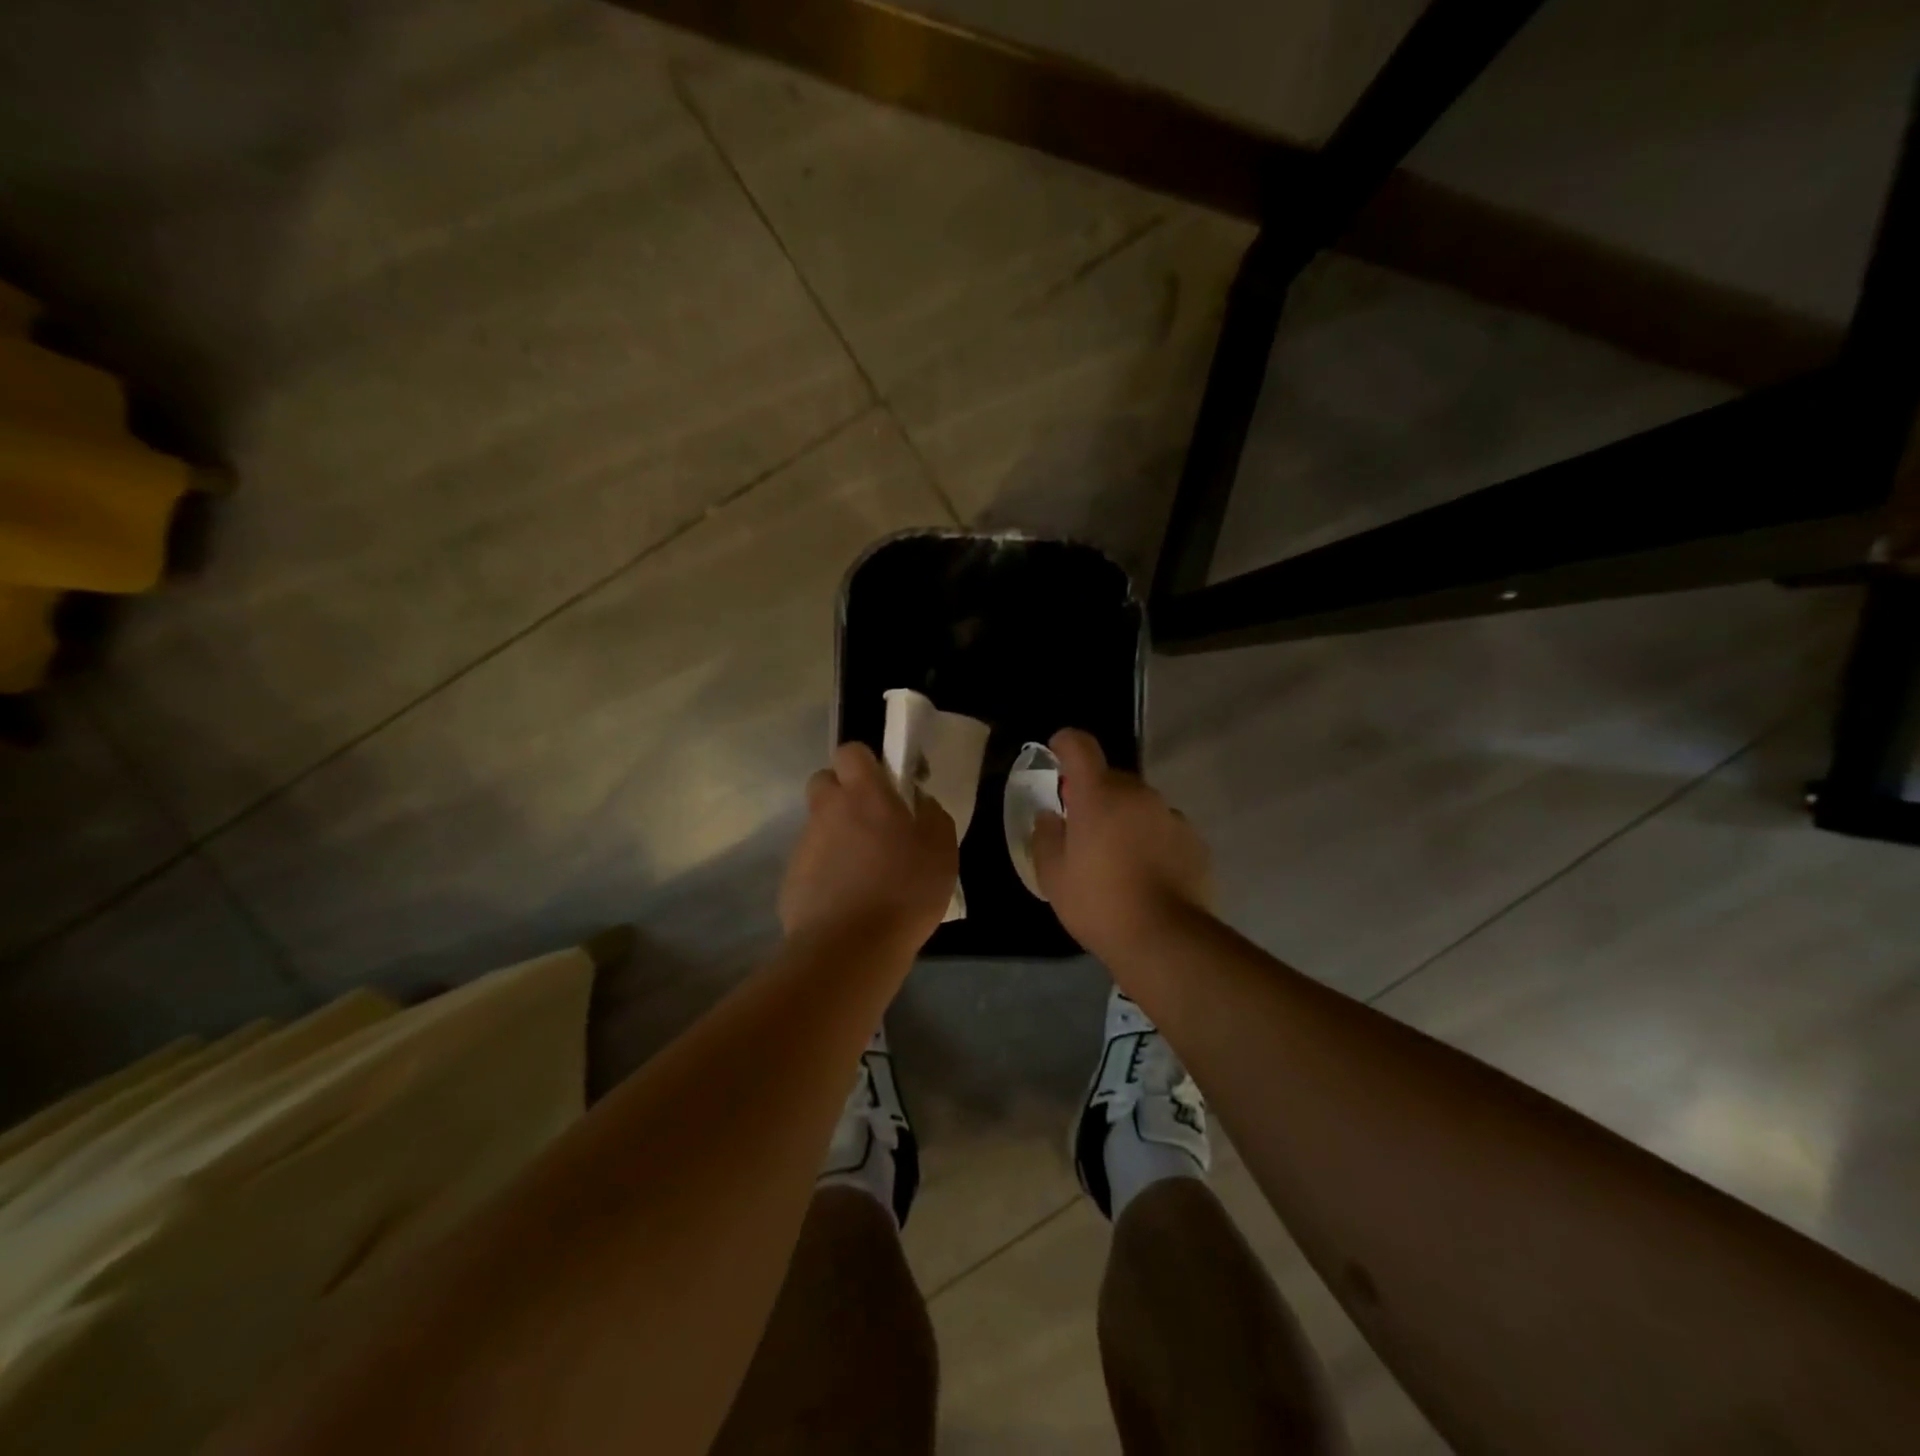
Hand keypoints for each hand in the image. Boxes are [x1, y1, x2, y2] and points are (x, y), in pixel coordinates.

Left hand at [779, 741, 958, 951]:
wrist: (851, 947)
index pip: (850, 751)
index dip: (865, 762)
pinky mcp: (791, 879)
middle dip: (843, 793)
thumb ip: (932, 814)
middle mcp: (827, 810)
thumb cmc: (905, 890)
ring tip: (864, 870)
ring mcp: (805, 845)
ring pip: (818, 824)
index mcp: (863, 794)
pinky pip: (811, 862)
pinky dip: (826, 871)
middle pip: (824, 782)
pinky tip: (848, 898)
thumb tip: (919, 801)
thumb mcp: (942, 849)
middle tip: (871, 822)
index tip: (884, 784)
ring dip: (837, 835)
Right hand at [1032, 728, 1210, 957]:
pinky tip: (1146, 873)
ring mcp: (1170, 815)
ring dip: (1125, 817)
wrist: (1164, 938)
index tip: (1056, 754)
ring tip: (1118, 858)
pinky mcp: (1194, 840)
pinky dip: (1151, 839)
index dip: (1065, 743)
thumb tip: (1050, 815)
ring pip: (1139, 804)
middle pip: (1111, 777)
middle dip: (1095, 794)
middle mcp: (1138, 794)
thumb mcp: (1053, 875)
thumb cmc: (1097, 902)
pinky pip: (1163, 828)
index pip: (1080, 746)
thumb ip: (1046, 836)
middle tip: (1083, 829)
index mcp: (1098, 794)